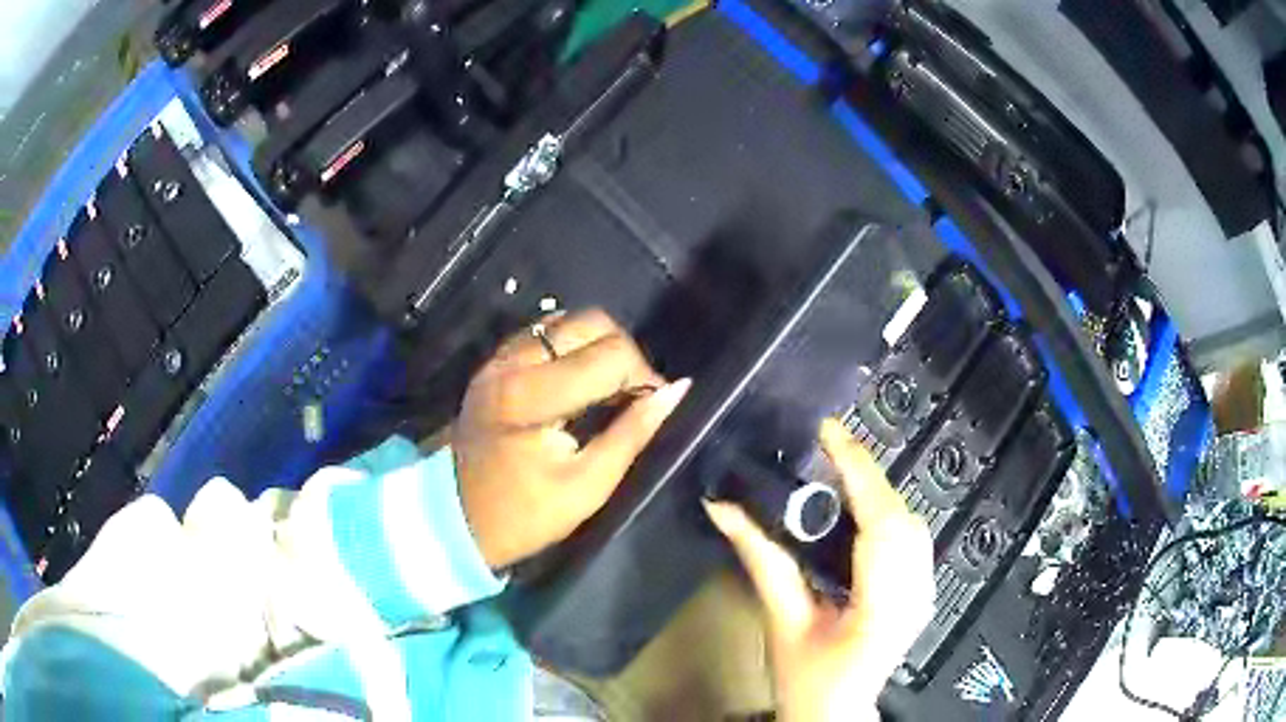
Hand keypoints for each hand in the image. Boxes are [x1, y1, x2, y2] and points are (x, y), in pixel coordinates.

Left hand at [454, 309, 691, 568]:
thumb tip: (676, 391)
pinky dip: (569, 346)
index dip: (644, 377)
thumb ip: (633, 433)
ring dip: (597, 346)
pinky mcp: (493, 364)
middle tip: (632, 394)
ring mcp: (498, 360)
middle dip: (624, 353)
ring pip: (566, 321)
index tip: (651, 406)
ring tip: (606, 387)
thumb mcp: (587, 486)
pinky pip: (542, 333)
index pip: (611, 355)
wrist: (455, 519)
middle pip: (591, 322)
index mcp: (533, 395)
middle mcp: (513, 362)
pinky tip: (576, 379)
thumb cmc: (523, 514)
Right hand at [705, 419, 933, 721]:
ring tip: (838, 469)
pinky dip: (887, 511)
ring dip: (877, 491)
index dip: (859, 472)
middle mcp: (916, 593)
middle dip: (867, 475)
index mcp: (883, 607)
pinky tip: (861, 506)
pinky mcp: (923, 589)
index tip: (829, 433)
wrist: (837, 712)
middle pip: (902, 515)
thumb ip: (761, 560)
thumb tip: (724, 508)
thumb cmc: (808, 681)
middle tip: (825, 448)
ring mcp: (926, 591)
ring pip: (912, 521)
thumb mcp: (782, 623)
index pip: (882, 525)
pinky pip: (911, 535)